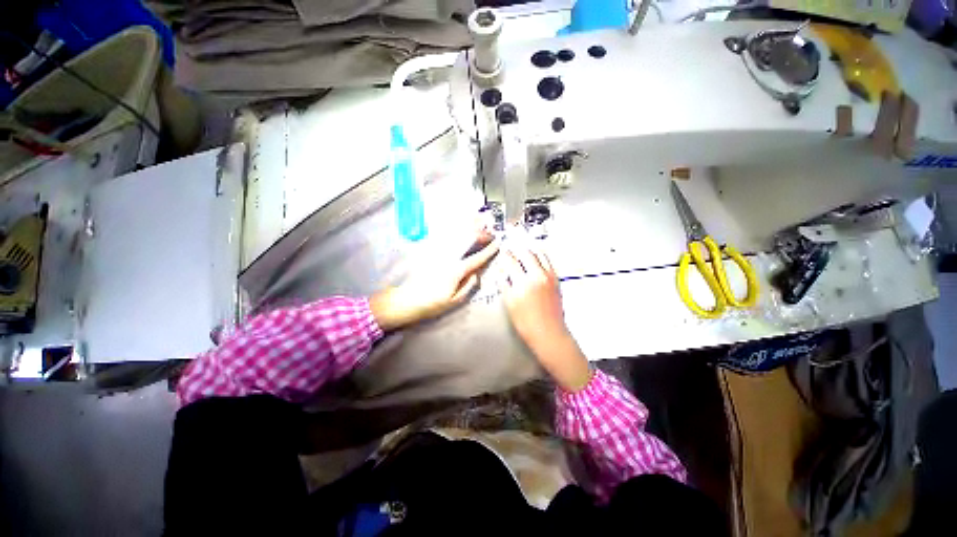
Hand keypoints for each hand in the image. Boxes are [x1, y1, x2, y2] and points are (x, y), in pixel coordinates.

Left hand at [370, 232, 499, 330]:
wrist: (406, 300)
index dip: (488, 252)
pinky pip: (448, 245)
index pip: (476, 260)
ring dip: (468, 233)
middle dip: (478, 235)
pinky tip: (461, 236)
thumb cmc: (432, 304)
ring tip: (478, 226)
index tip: (497, 244)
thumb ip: (468, 287)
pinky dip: (457, 238)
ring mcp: (440, 257)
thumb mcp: (454, 301)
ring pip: (457, 242)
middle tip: (489, 230)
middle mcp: (449, 260)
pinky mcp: (433, 258)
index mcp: (456, 271)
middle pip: (466, 244)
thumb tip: (476, 275)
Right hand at [498, 243, 591, 391]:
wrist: (549, 333)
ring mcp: (549, 276)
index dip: (505, 255)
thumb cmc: (526, 323)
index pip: (511, 262)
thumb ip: (505, 286)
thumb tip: (502, 273)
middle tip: (511, 245)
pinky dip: (541, 255)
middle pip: (526, 254)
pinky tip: (536, 255)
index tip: (501, 252)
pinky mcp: (556, 280)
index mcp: (523, 283)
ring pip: (539, 254)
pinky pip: (548, 261)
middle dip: (517, 248)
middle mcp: (537, 276)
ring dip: (530, 248)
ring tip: (523, 245)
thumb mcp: (510, 305)